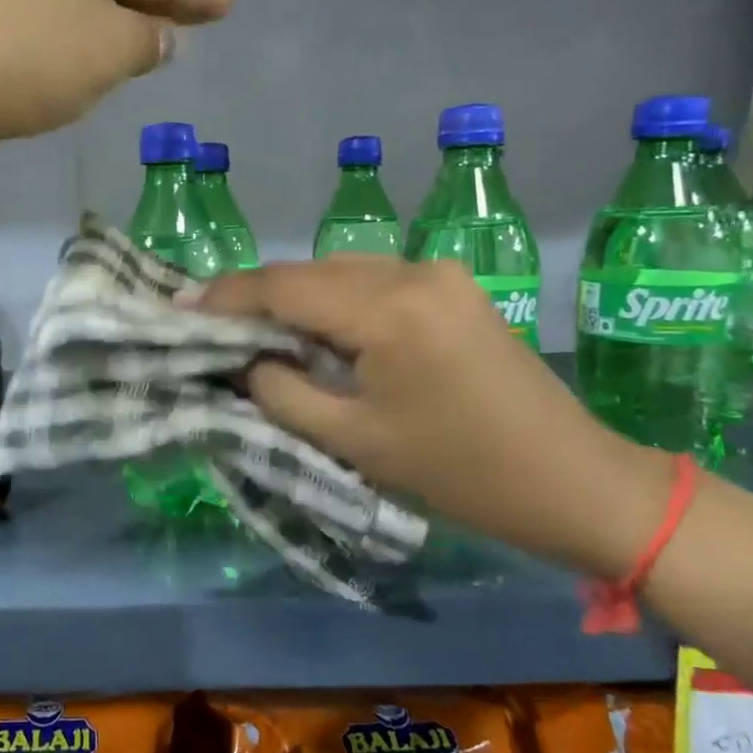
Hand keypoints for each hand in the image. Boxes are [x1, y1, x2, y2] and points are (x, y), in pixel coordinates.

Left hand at [0, 0, 233, 172]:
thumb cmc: (27, 59)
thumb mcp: (110, 51)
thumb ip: (147, 41)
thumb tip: (158, 38)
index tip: (229, 3)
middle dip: (157, 4)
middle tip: (197, 22)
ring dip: (115, 26)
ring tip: (153, 47)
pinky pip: (50, 21)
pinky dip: (77, 41)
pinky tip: (91, 62)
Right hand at [199, 257, 672, 576]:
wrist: (574, 480)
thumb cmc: (460, 473)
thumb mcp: (355, 440)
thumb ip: (283, 391)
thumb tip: (243, 360)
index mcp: (387, 309)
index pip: (282, 286)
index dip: (225, 296)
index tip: (179, 308)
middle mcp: (412, 272)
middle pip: (309, 272)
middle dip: (255, 297)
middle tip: (209, 325)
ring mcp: (438, 274)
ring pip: (340, 272)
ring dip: (295, 298)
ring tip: (254, 331)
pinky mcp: (453, 288)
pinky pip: (374, 282)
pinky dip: (334, 302)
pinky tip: (317, 331)